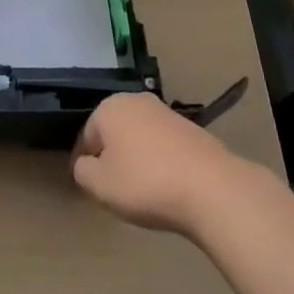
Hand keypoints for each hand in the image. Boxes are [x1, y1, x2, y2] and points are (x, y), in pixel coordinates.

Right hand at [72, 92, 253, 237]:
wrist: (210, 187)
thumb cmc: (146, 183)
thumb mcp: (100, 186)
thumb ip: (83, 172)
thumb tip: (85, 165)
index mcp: (109, 107)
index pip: (87, 136)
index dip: (86, 164)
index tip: (92, 188)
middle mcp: (135, 100)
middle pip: (114, 132)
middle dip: (112, 158)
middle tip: (116, 190)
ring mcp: (165, 112)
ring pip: (139, 138)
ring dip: (137, 159)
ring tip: (144, 192)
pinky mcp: (190, 128)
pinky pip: (163, 146)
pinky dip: (161, 163)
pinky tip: (168, 187)